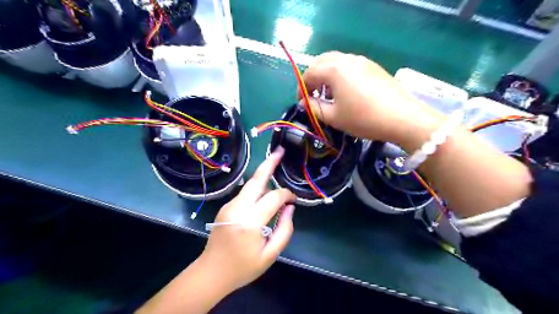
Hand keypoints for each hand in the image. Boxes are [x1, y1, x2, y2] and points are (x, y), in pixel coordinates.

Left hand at [200, 146, 299, 291]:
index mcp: (250, 222)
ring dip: (263, 174)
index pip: (273, 198)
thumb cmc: (243, 268)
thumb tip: (289, 208)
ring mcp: (229, 206)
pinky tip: (264, 193)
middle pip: (256, 180)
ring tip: (274, 163)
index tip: (293, 200)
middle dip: (269, 163)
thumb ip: (284, 230)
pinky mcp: (225, 207)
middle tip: (279, 150)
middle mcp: (238, 208)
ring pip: (250, 185)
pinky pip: (245, 193)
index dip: (286, 195)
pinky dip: (257, 188)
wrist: (211, 272)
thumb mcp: (270, 255)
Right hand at [301, 53, 445, 146]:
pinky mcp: (373, 66)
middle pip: (322, 62)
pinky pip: (349, 65)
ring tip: (328, 94)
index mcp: (334, 69)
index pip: (309, 73)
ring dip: (326, 75)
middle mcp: (347, 59)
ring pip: (336, 62)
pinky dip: (340, 75)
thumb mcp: (334, 117)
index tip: (301, 102)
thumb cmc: (363, 118)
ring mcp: (362, 61)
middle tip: (313, 94)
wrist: (402, 117)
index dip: (302, 88)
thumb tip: (305, 102)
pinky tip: (345, 91)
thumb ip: (314, 108)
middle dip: (313, 77)